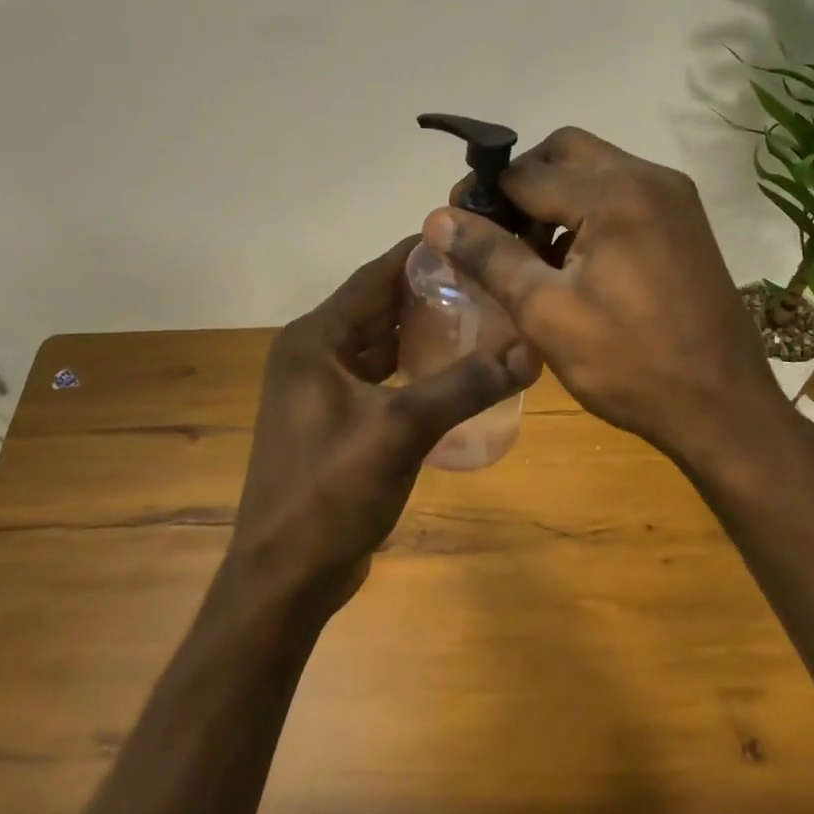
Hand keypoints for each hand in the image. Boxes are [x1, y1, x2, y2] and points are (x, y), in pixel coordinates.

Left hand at [230, 237, 539, 609]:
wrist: (284, 577)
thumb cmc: (330, 494)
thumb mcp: (401, 431)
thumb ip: (464, 386)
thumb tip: (530, 351)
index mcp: (314, 339)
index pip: (375, 276)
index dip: (421, 254)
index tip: (472, 236)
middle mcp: (312, 352)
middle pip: (378, 306)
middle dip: (429, 291)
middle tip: (488, 277)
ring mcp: (320, 387)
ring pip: (380, 341)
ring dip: (422, 329)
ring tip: (481, 314)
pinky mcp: (333, 417)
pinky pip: (379, 375)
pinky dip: (412, 366)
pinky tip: (452, 368)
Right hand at [425, 128, 796, 470]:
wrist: (724, 409)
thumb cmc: (629, 364)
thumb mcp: (546, 313)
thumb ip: (490, 257)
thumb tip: (438, 219)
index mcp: (614, 194)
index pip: (526, 173)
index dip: (484, 199)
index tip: (460, 233)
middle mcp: (648, 177)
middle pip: (564, 153)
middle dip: (522, 185)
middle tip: (496, 233)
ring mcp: (673, 197)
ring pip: (593, 171)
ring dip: (554, 198)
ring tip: (530, 255)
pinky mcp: (684, 221)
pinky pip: (621, 193)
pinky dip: (587, 212)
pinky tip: (573, 262)